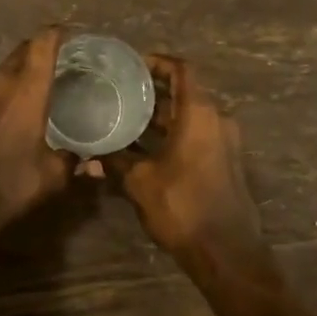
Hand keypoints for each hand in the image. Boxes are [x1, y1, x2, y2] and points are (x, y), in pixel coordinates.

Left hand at [0, 27, 76, 246]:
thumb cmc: (9, 183)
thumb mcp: (51, 176)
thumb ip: (75, 164)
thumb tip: (95, 165)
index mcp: (26, 89)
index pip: (42, 43)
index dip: (57, 32)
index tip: (73, 33)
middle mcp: (1, 82)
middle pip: (23, 49)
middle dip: (42, 47)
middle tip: (65, 57)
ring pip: (5, 66)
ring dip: (24, 66)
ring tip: (44, 79)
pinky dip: (9, 84)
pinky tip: (19, 104)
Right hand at [103, 56, 267, 269]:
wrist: (227, 253)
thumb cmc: (182, 206)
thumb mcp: (140, 182)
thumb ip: (116, 162)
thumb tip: (89, 158)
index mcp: (199, 113)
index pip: (181, 70)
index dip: (158, 62)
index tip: (132, 66)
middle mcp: (217, 120)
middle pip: (185, 92)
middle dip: (154, 91)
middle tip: (121, 92)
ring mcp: (225, 142)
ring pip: (191, 116)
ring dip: (163, 115)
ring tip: (127, 118)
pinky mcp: (225, 162)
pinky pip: (198, 135)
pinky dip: (174, 133)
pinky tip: (145, 148)